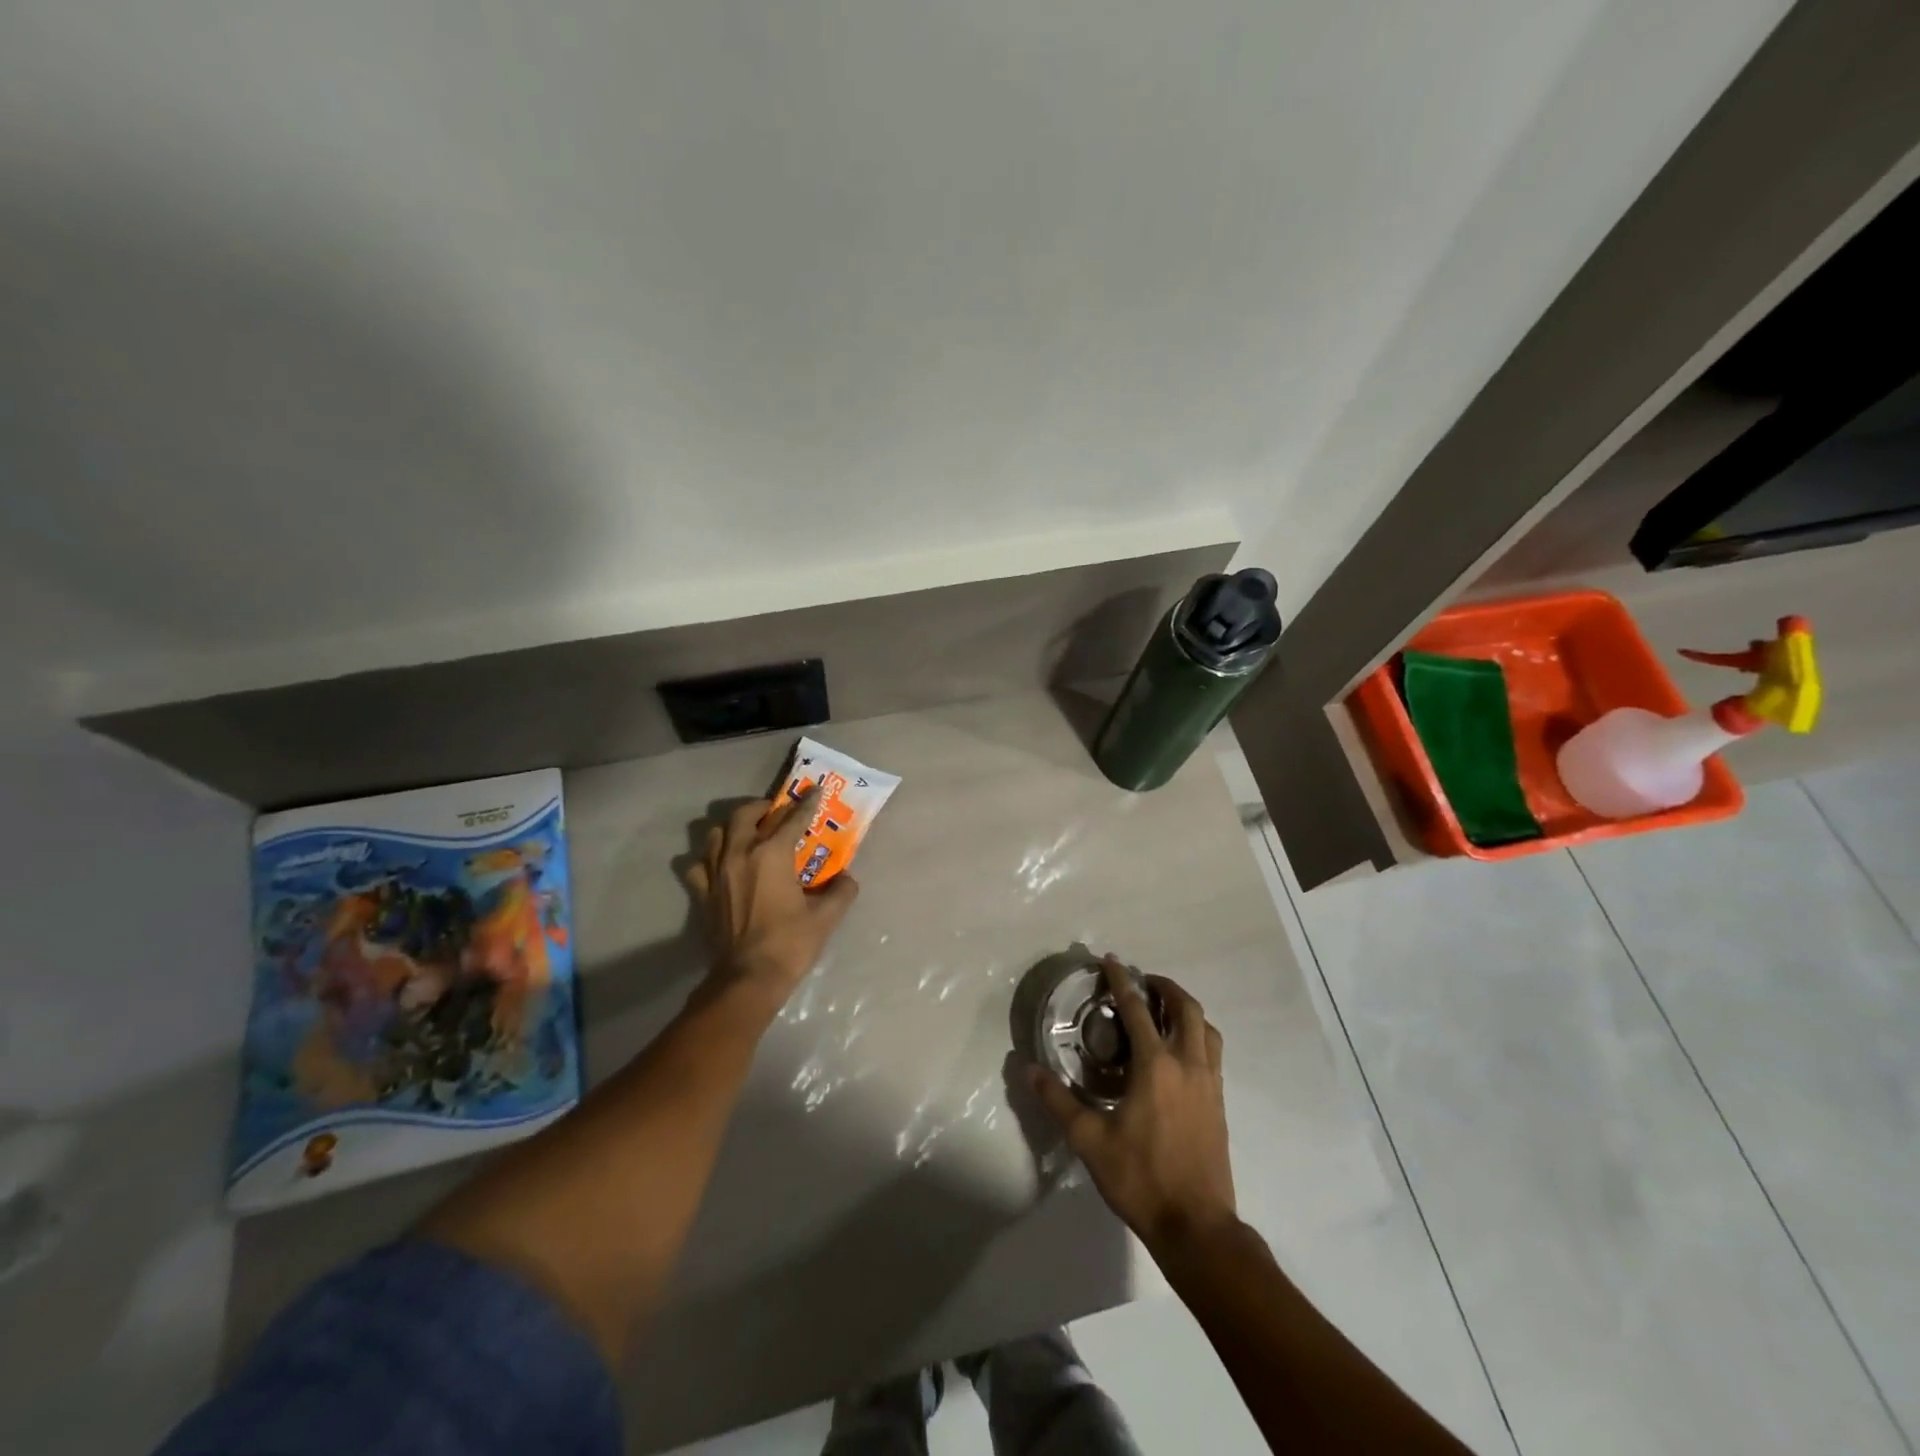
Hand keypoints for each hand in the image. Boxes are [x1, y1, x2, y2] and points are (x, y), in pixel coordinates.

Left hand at [683, 788, 859, 1013]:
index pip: (793, 819)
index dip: (807, 803)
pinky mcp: (703, 893)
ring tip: (748, 833)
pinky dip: (709, 858)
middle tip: (777, 811)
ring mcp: (716, 873)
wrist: (748, 979)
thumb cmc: (790, 944)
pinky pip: (698, 864)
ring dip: (733, 827)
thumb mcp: (826, 917)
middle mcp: (740, 854)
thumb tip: (847, 879)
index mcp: (772, 854)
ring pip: (716, 833)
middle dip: (763, 807)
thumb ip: (841, 891)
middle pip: (745, 815)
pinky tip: (721, 864)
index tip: (816, 791)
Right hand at [1030, 956, 1236, 1255]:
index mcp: (1156, 1067)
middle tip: (1143, 982)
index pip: (1137, 1010)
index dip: (1122, 981)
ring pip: (1206, 1028)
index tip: (1111, 960)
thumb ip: (1058, 1102)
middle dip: (1165, 987)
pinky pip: (1213, 1051)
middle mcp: (1188, 1064)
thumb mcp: (1090, 1141)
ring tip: (1164, 1009)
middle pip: (1186, 1008)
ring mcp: (1210, 1083)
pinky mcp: (1219, 1102)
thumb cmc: (1141, 1179)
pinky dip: (1198, 1033)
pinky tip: (1180, 1050)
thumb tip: (1028, 1069)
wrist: (1197, 1226)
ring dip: (1186, 1008)